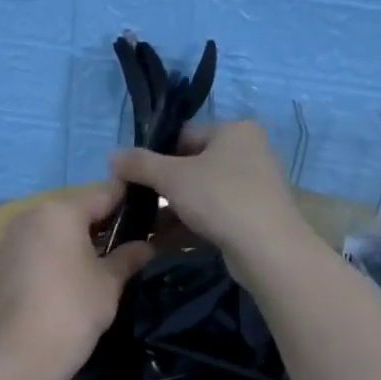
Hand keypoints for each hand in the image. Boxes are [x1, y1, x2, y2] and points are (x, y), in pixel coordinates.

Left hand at [0, 180, 153, 379]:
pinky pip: (36, 245)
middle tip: (127, 240)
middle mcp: (31, 214)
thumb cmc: (75, 309)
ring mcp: (11, 237)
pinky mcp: (1, 260)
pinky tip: (70, 274)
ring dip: (76, 237)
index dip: (128, 200)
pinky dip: (54, 251)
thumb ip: (128, 256)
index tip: (148, 209)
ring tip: (100, 259)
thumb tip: (147, 246)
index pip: (104, 193)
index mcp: (61, 211)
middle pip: (75, 209)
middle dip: (101, 221)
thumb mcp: (110, 281)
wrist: (23, 353)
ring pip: (53, 227)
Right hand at [109, 121, 309, 281]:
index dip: (154, 156)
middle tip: (137, 205)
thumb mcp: (172, 178)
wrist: (268, 249)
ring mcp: (255, 185)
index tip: (132, 178)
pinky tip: (164, 242)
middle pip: (193, 165)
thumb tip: (111, 156)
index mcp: (234, 131)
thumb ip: (139, 164)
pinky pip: (215, 214)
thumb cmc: (220, 198)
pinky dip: (191, 225)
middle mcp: (249, 152)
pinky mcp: (256, 216)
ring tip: (145, 227)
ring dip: (173, 210)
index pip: (184, 135)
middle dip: (163, 188)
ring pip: (203, 193)